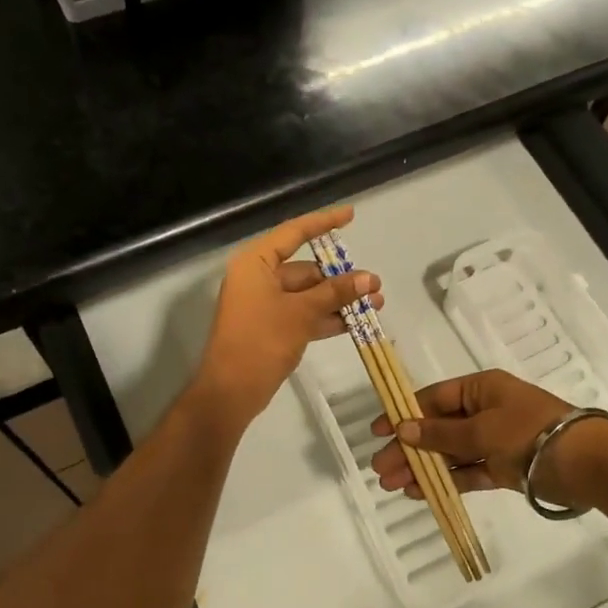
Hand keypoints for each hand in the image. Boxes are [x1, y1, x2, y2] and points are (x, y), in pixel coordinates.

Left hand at [192, 205, 383, 427]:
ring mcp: (264, 304)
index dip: (323, 222)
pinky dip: (326, 317)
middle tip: (374, 285)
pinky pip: (304, 314)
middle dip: (341, 277)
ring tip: (376, 304)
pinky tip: (356, 323)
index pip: (294, 233)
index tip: (351, 215)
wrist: (231, 391)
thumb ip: (335, 293)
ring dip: (339, 299)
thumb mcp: (301, 313)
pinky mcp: (271, 328)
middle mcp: (258, 278)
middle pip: (305, 268)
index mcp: (255, 263)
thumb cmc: (260, 341)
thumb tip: (368, 278)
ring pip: (308, 294)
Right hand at [371, 368, 607, 508]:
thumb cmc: (530, 433)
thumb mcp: (482, 429)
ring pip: (449, 452)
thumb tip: (403, 428)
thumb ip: (441, 432)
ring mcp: (494, 440)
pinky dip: (445, 480)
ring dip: (421, 466)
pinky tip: (419, 491)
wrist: (586, 464)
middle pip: (437, 427)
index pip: (433, 398)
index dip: (404, 412)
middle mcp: (484, 410)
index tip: (377, 430)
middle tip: (379, 468)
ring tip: (392, 484)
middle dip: (407, 447)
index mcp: (481, 388)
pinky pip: (467, 471)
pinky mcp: (503, 468)